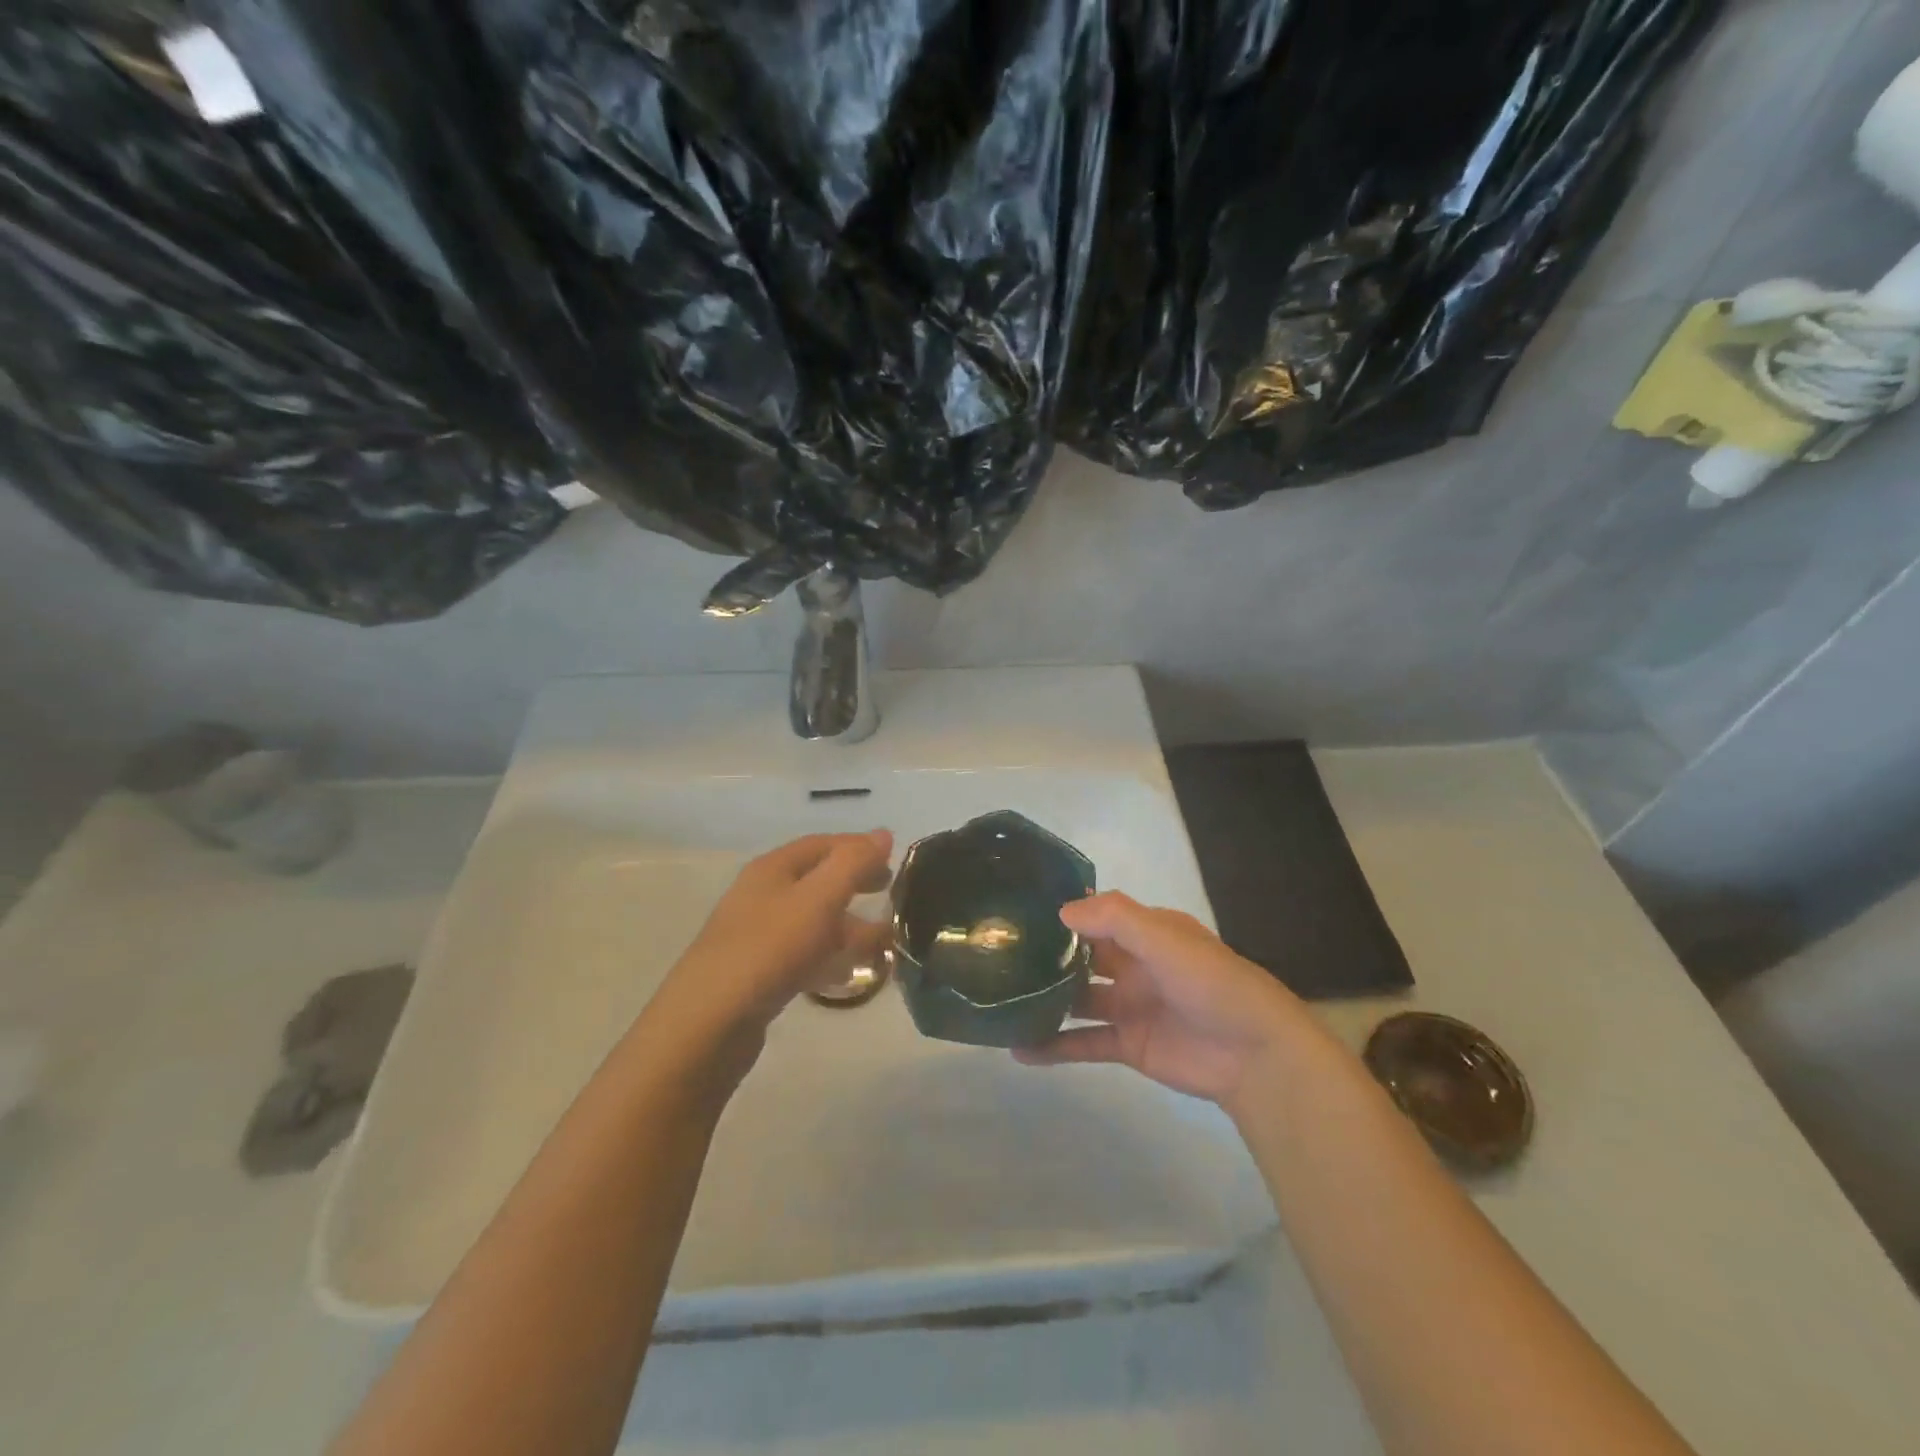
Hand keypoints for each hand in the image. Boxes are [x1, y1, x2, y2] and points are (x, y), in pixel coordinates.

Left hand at [657, 831, 892, 1038]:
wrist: (710, 1022)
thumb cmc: (770, 948)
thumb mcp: (819, 898)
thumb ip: (853, 864)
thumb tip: (882, 834)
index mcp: (773, 868)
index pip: (823, 844)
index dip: (859, 848)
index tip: (895, 861)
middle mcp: (763, 894)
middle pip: (817, 879)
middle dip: (854, 883)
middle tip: (889, 893)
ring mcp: (757, 935)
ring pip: (812, 919)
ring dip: (848, 924)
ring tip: (883, 940)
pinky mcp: (758, 972)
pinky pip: (803, 953)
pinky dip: (830, 955)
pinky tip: (849, 973)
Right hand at [1015, 891, 1310, 1111]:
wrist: (1255, 1055)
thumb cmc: (1211, 983)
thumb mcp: (1165, 938)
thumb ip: (1115, 919)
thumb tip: (1061, 911)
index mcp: (1146, 933)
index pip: (1096, 916)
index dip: (1061, 913)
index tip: (1017, 912)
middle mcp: (1134, 965)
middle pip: (1081, 956)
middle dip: (1046, 956)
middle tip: (997, 955)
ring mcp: (1129, 1006)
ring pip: (1076, 999)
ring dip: (1044, 1000)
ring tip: (998, 1001)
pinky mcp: (1127, 1045)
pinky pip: (1083, 1042)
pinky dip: (1053, 1046)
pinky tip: (1018, 1049)